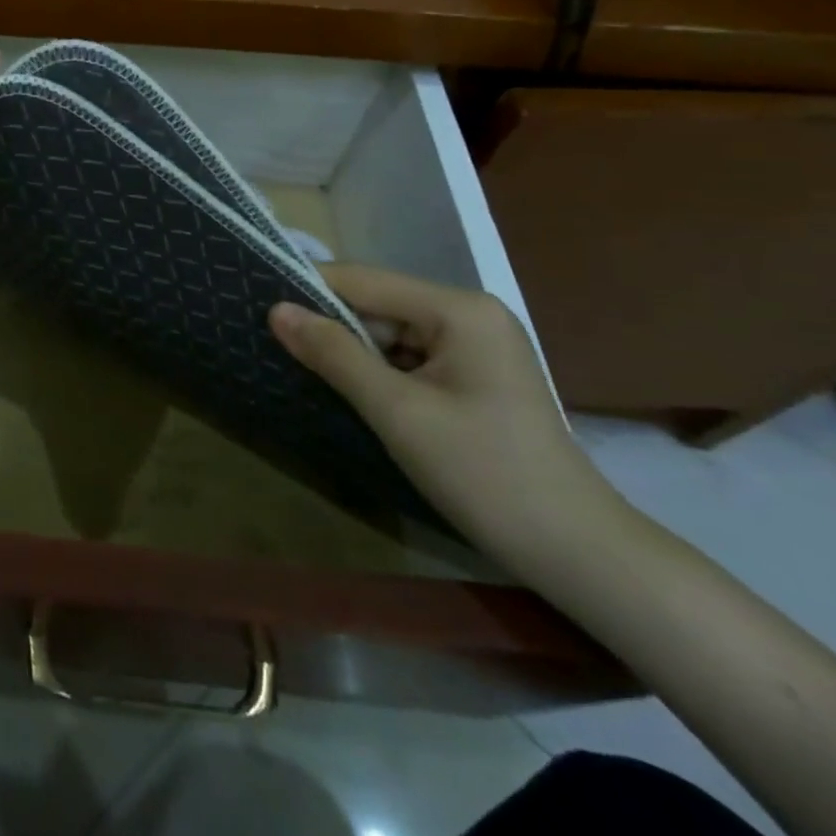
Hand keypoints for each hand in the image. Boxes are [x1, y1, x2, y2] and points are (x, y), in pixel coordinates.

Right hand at [270, 266, 624, 568]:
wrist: (578, 554)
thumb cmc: (485, 474)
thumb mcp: (397, 411)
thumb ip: (334, 354)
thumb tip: (276, 310)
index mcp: (458, 308)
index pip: (363, 281)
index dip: (309, 290)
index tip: (257, 303)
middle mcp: (469, 313)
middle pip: (377, 305)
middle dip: (331, 327)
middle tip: (275, 345)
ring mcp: (476, 345)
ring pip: (390, 333)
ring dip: (352, 352)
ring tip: (303, 366)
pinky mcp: (475, 375)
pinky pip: (409, 357)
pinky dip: (378, 372)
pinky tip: (352, 390)